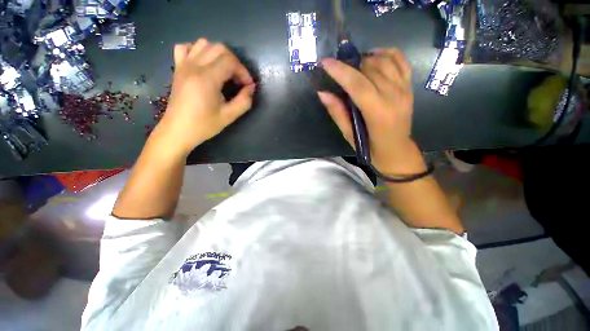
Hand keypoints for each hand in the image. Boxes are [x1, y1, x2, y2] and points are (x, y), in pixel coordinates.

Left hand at [155, 39, 255, 155]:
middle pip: (219, 48)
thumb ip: (244, 101)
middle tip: (239, 79)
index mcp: (207, 78)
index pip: (230, 61)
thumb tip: (251, 88)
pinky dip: (198, 50)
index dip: (243, 72)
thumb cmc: (204, 125)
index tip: (248, 86)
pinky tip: (204, 63)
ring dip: (219, 54)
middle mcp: (194, 66)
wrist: (178, 130)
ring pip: (204, 44)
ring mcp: (184, 65)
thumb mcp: (229, 116)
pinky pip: (186, 48)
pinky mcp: (178, 68)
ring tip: (224, 71)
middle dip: (234, 62)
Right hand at [318, 48, 425, 175]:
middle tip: (337, 68)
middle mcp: (394, 96)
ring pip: (385, 61)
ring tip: (352, 65)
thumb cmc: (371, 148)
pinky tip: (374, 57)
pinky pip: (401, 61)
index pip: (357, 84)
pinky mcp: (409, 87)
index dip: (340, 71)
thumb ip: (337, 113)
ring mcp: (404, 89)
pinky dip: (387, 53)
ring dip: (365, 59)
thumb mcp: (350, 135)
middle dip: (350, 63)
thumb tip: (322, 93)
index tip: (324, 62)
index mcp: (378, 113)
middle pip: (370, 68)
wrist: (397, 151)